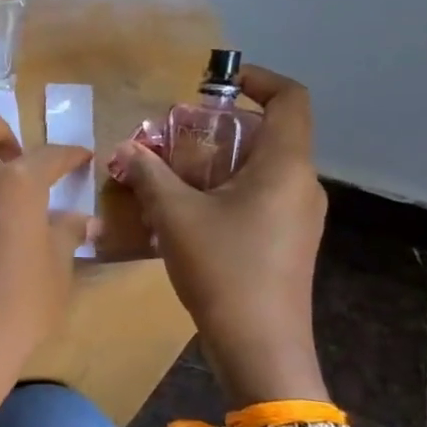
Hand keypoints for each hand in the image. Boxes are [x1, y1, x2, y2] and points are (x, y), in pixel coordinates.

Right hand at [110, 66, 326, 391]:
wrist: (260, 347)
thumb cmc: (223, 269)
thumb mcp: (174, 215)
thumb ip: (148, 174)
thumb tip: (125, 148)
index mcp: (285, 166)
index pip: (290, 98)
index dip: (256, 79)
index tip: (214, 84)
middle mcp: (302, 184)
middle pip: (269, 134)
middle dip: (218, 128)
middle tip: (173, 138)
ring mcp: (300, 216)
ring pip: (261, 169)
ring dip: (217, 162)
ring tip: (171, 176)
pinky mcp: (289, 242)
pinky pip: (260, 197)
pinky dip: (225, 190)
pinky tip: (187, 214)